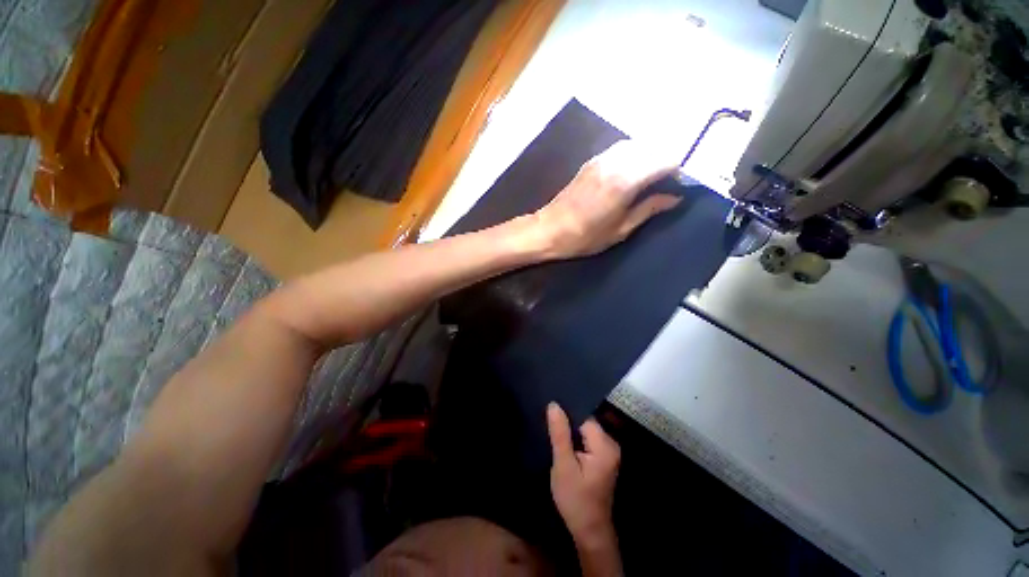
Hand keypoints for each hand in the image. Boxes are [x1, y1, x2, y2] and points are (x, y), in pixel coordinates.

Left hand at [533, 140, 680, 259]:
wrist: (549, 229)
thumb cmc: (584, 237)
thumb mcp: (620, 230)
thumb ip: (649, 209)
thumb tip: (675, 198)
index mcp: (626, 180)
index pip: (665, 160)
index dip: (678, 170)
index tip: (680, 185)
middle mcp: (616, 162)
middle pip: (654, 147)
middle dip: (666, 161)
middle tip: (668, 183)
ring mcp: (602, 158)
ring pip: (638, 145)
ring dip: (650, 156)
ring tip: (651, 178)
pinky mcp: (592, 161)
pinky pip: (621, 149)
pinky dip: (634, 155)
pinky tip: (632, 172)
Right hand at [547, 402, 620, 541]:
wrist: (589, 531)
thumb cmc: (576, 500)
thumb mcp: (563, 466)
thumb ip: (560, 434)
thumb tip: (554, 404)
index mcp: (604, 445)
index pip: (584, 417)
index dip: (567, 413)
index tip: (550, 411)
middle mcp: (611, 444)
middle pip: (585, 422)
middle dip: (567, 422)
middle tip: (548, 422)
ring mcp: (608, 451)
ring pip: (585, 430)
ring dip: (570, 431)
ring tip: (552, 430)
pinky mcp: (603, 457)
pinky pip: (587, 439)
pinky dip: (575, 439)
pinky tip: (562, 442)